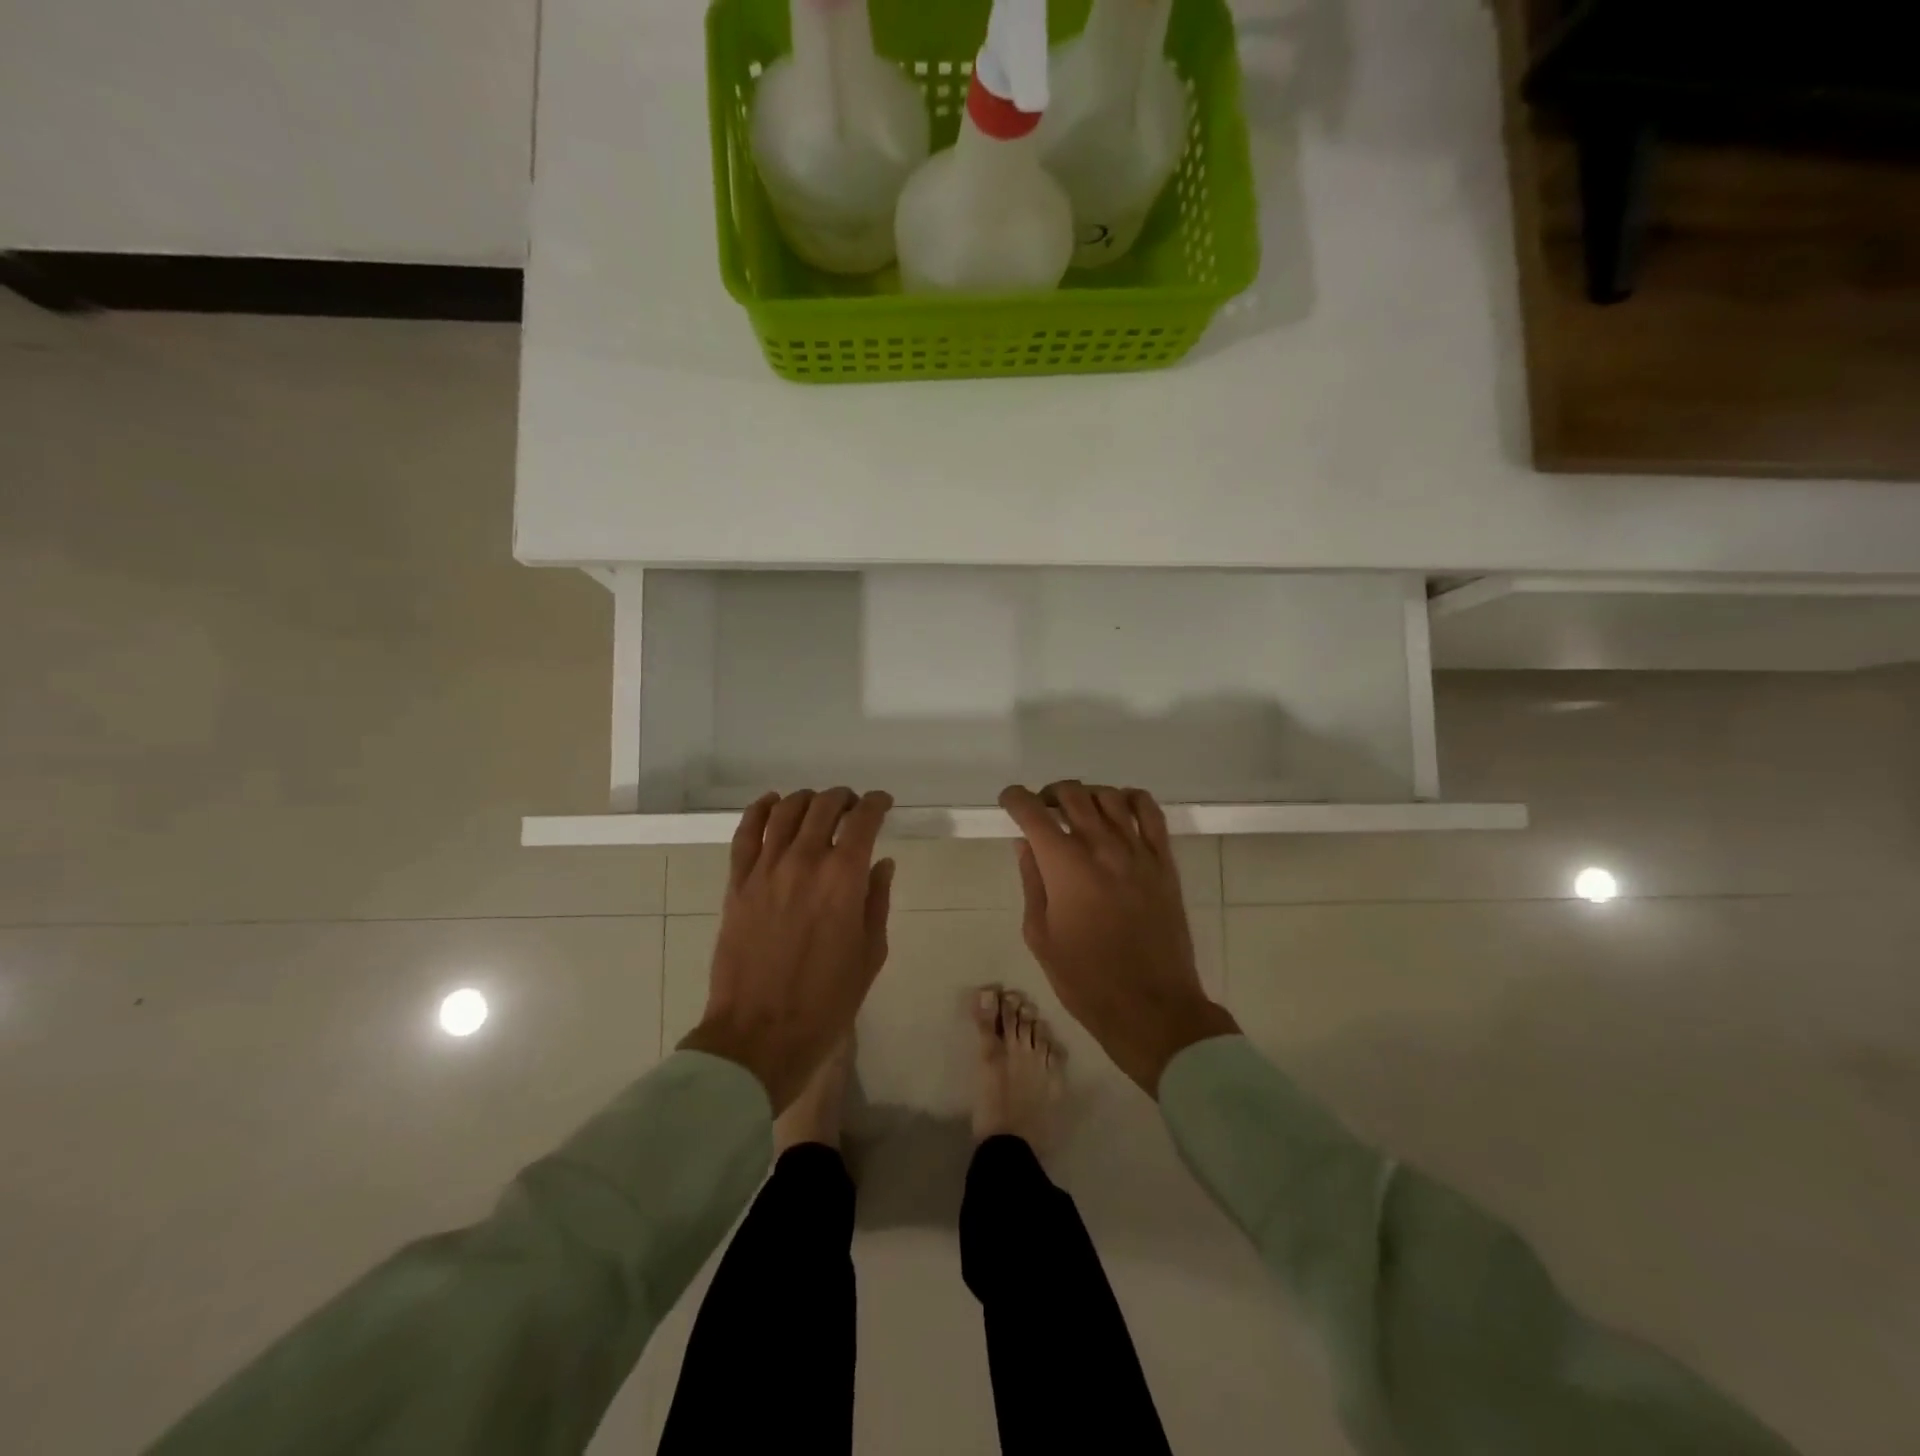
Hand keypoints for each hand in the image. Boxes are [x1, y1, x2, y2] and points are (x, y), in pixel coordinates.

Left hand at [679, 789, 894, 1113]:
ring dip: (806, 799)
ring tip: (816, 805)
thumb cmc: (827, 1000)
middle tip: (852, 806)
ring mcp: (765, 870)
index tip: (883, 804)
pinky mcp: (737, 883)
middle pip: (823, 806)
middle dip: (843, 799)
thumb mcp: (870, 953)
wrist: (760, 1033)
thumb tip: (881, 864)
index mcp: (843, 878)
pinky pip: (745, 833)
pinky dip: (759, 810)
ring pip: (785, 811)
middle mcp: (804, 861)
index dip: (876, 804)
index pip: (863, 820)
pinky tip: (770, 803)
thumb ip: (877, 901)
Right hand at [1000, 782, 1238, 1095]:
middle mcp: (1101, 846)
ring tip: (1077, 811)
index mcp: (1064, 865)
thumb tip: (1026, 845)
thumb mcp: (1040, 935)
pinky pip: (1150, 812)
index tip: (1009, 801)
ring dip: (1086, 795)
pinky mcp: (1164, 862)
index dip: (1015, 799)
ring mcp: (1137, 850)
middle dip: (1049, 794)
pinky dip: (1131, 799)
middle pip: (1072, 795)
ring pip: (1109, 797)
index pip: (1033, 812)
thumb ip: (1033, 882)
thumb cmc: (1085, 979)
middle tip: (1041, 810)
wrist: (1151, 1005)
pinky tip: (1119, 808)